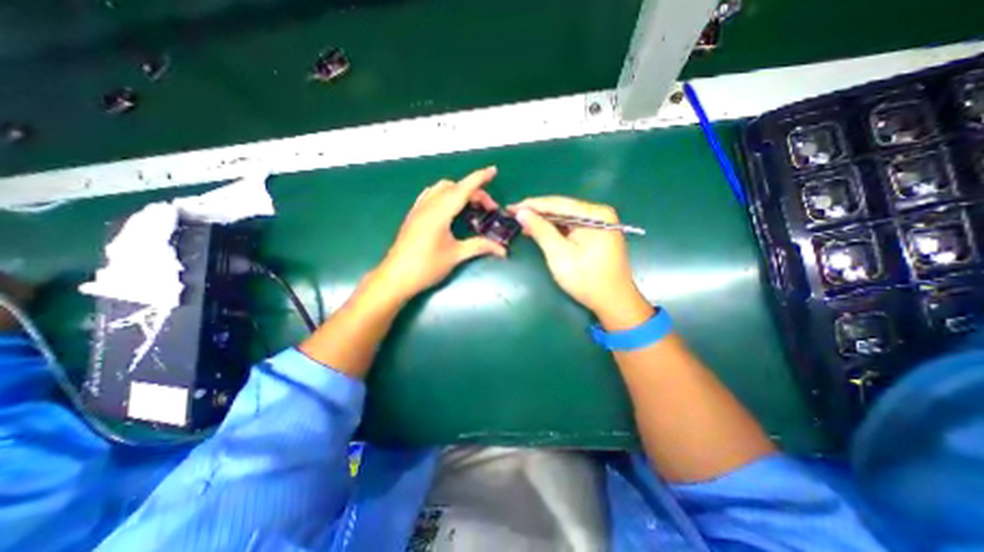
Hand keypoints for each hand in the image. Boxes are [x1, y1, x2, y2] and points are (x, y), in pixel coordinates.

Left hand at [374, 166, 501, 302]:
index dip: (479, 178)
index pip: (463, 189)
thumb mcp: (455, 256)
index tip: (493, 171)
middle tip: (488, 209)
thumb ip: (479, 247)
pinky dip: (444, 194)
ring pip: (441, 189)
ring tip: (471, 206)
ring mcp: (418, 209)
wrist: (395, 277)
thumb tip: (502, 250)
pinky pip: (430, 195)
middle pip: (454, 188)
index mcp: (439, 213)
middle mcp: (428, 205)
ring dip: (458, 191)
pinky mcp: (413, 216)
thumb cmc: (426, 267)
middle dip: (474, 192)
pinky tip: (449, 207)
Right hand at [507, 196, 652, 327]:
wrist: (613, 302)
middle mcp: (599, 213)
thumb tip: (521, 212)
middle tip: (513, 214)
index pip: (557, 204)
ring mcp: (599, 223)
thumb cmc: (587, 279)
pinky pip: (571, 226)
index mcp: (594, 214)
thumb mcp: (559, 254)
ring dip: (544, 221)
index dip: (531, 205)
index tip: (511, 207)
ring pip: (565, 217)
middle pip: (562, 208)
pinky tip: (540, 230)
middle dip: (537, 212)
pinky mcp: (596, 234)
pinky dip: (555, 229)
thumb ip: (540, 230)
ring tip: (522, 222)